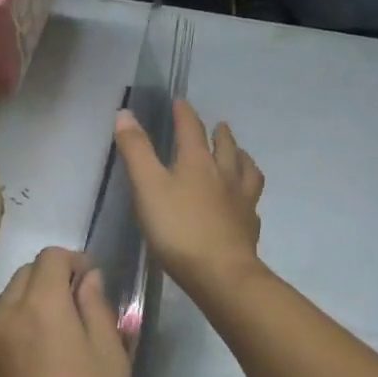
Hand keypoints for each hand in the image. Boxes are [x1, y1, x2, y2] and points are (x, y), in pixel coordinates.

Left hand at [0, 247, 131, 376]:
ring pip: (4, 308)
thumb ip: (96, 307)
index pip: (50, 257)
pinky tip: (31, 376)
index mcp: (39, 307)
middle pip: (23, 277)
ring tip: (53, 345)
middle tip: (76, 312)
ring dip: (28, 310)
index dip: (75, 261)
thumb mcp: (110, 358)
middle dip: (50, 282)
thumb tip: (87, 279)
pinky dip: (12, 341)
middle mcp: (1, 318)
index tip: (92, 282)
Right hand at [113, 100, 265, 299]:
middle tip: (218, 126)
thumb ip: (136, 150)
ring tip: (239, 154)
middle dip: (219, 133)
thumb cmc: (178, 229)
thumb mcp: (147, 187)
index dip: (184, 113)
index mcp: (197, 161)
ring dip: (241, 157)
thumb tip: (126, 113)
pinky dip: (248, 191)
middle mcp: (224, 174)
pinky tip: (245, 200)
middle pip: (225, 146)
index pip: (191, 128)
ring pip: (246, 169)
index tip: (180, 102)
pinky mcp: (249, 225)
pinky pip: (252, 200)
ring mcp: (241, 200)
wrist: (221, 273)